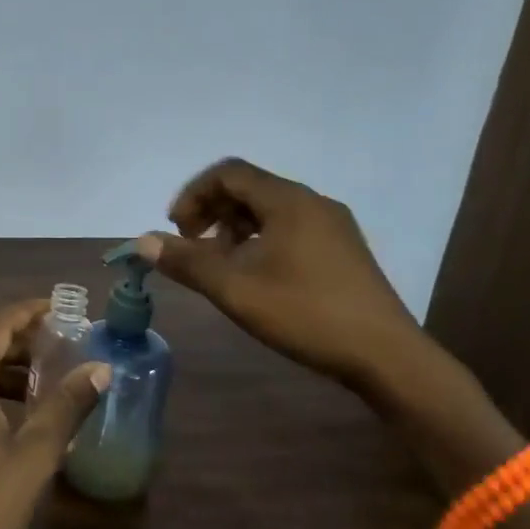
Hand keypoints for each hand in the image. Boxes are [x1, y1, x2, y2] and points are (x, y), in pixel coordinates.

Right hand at [138, 157, 424, 391]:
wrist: (387, 356)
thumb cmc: (306, 313)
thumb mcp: (235, 289)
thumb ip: (186, 261)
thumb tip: (142, 241)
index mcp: (288, 201)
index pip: (229, 172)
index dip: (193, 194)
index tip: (176, 229)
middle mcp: (312, 202)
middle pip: (249, 188)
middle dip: (212, 211)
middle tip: (192, 247)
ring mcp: (333, 225)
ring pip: (269, 210)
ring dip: (234, 228)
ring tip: (220, 265)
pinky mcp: (343, 250)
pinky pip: (290, 228)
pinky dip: (260, 240)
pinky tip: (255, 276)